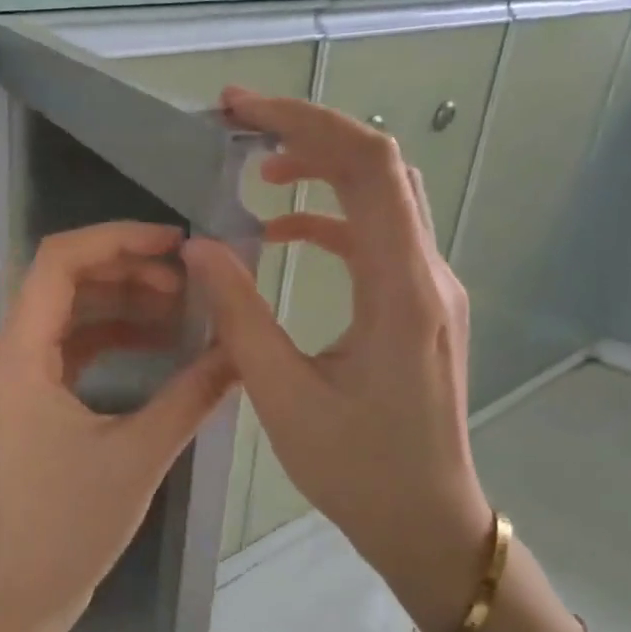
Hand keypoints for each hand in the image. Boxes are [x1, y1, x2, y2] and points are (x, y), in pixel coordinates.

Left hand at [0, 222, 236, 631]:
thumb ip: (193, 394)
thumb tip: (243, 349)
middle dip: (127, 271)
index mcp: (19, 357)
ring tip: (181, 311)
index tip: (175, 243)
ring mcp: (18, 379)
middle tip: (187, 282)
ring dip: (122, 303)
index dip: (117, 239)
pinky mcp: (32, 401)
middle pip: (64, 282)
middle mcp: (9, 356)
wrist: (25, 590)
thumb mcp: (139, 454)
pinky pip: (71, 347)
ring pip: (70, 314)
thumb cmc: (71, 526)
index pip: (58, 263)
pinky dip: (112, 336)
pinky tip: (157, 343)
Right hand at [183, 88, 493, 631]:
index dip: (303, 123)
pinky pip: (379, 236)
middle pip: (379, 167)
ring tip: (257, 174)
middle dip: (308, 133)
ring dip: (322, 171)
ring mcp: (430, 288)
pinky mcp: (421, 305)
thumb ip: (239, 313)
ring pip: (383, 196)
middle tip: (239, 125)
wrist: (427, 520)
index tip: (240, 111)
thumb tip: (200, 246)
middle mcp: (427, 273)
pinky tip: (285, 234)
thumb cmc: (357, 468)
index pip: (365, 167)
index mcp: (399, 289)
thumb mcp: (283, 394)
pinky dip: (331, 218)